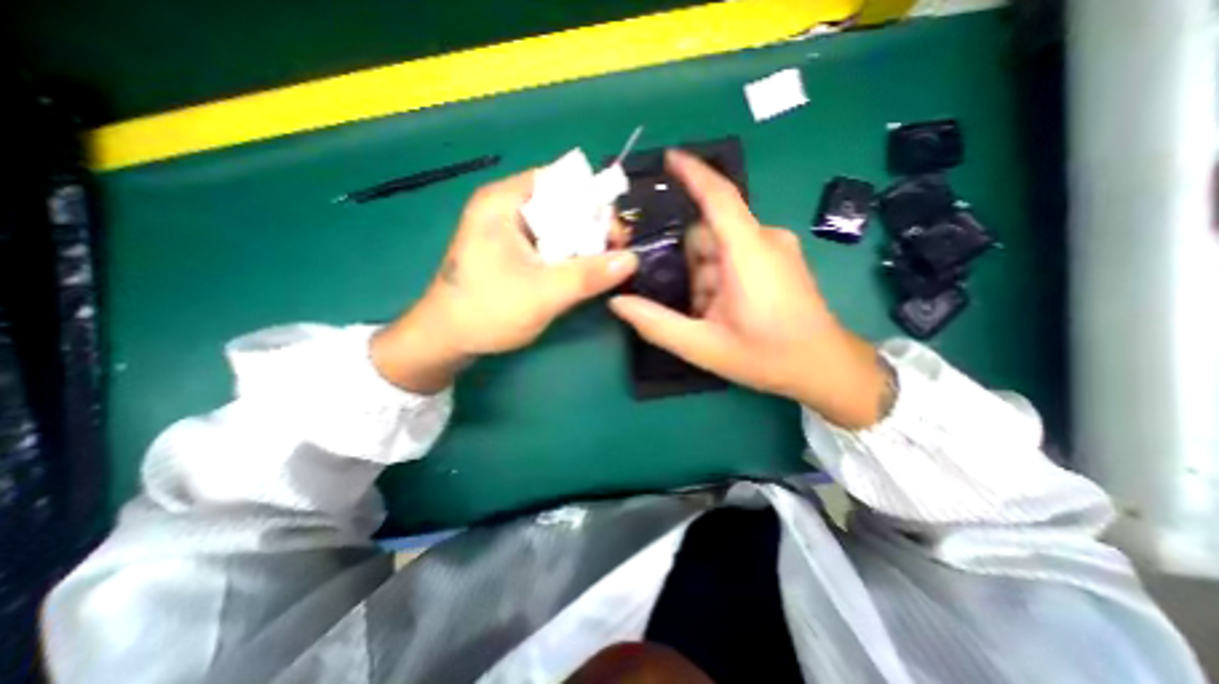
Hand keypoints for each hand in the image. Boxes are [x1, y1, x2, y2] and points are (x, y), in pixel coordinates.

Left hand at [373, 166, 638, 392]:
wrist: (446, 340)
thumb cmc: (488, 311)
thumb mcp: (544, 293)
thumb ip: (588, 275)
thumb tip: (632, 259)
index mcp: (504, 201)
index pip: (562, 182)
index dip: (594, 203)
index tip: (615, 234)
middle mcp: (505, 206)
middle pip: (562, 203)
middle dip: (592, 227)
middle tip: (614, 254)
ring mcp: (506, 229)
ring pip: (558, 225)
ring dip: (583, 243)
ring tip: (603, 266)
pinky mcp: (510, 249)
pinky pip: (549, 243)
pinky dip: (568, 254)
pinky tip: (581, 272)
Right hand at [607, 149, 885, 428]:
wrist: (824, 367)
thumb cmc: (766, 357)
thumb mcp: (703, 345)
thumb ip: (656, 324)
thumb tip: (617, 302)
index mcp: (747, 253)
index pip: (718, 196)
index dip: (692, 172)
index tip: (667, 157)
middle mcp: (764, 240)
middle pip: (709, 232)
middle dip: (687, 262)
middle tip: (675, 297)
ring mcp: (776, 249)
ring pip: (721, 247)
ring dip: (703, 275)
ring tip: (704, 314)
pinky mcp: (781, 259)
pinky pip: (737, 255)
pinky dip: (719, 276)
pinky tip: (720, 309)